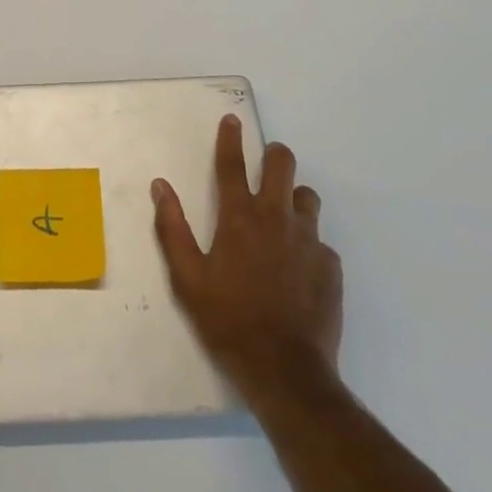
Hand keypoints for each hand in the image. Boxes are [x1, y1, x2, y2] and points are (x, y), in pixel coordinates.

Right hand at [152, 115, 342, 402]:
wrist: (285, 372)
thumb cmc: (228, 321)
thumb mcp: (187, 279)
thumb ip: (172, 228)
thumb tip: (160, 186)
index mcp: (239, 218)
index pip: (232, 165)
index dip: (230, 138)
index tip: (232, 120)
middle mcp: (277, 218)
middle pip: (282, 164)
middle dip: (273, 154)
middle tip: (265, 161)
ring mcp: (309, 241)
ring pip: (307, 197)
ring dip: (294, 197)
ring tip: (282, 216)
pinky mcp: (331, 266)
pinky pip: (320, 240)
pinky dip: (308, 242)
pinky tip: (299, 266)